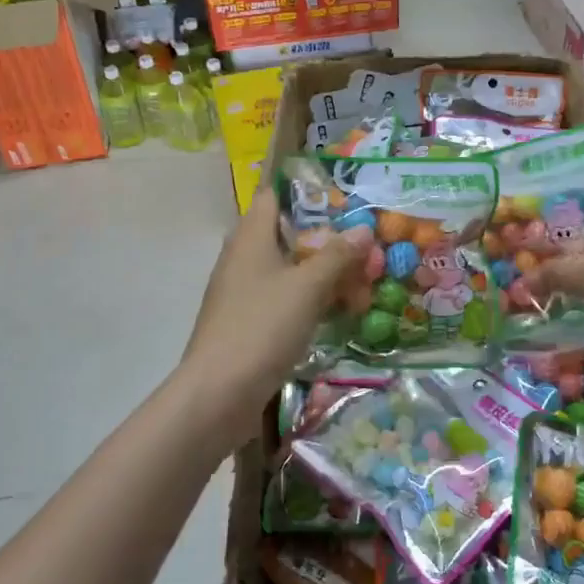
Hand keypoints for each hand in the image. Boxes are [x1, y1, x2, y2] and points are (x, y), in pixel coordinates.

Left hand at [180, 191, 363, 417]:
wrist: (219, 393)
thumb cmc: (262, 327)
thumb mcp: (308, 287)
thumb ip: (338, 255)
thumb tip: (364, 229)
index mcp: (251, 237)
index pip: (272, 195)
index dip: (303, 189)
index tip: (340, 194)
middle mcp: (242, 257)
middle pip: (285, 233)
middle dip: (324, 237)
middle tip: (362, 241)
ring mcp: (242, 291)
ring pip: (286, 268)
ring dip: (320, 271)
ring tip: (359, 278)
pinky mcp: (246, 321)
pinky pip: (282, 297)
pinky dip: (308, 298)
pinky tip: (336, 311)